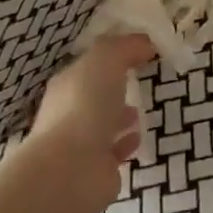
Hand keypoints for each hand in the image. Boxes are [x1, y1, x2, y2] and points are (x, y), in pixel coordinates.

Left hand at [12, 35, 156, 212]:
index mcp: (67, 83)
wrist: (72, 169)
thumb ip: (125, 47)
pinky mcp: (96, 169)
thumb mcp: (105, 60)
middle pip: (93, 94)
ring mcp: (80, 143)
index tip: (139, 51)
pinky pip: (113, 151)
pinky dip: (125, 143)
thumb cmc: (85, 106)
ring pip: (102, 124)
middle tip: (137, 81)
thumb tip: (145, 43)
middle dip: (112, 87)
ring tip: (139, 111)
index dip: (112, 56)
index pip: (89, 65)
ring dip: (119, 117)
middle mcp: (69, 112)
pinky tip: (138, 137)